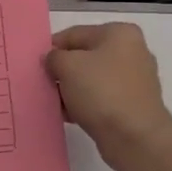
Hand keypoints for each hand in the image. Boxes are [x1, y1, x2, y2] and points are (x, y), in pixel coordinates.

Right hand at [44, 23, 171, 170]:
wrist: (134, 137)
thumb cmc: (101, 92)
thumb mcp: (67, 66)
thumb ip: (54, 57)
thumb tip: (53, 59)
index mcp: (119, 33)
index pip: (75, 34)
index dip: (53, 48)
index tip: (37, 64)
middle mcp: (131, 52)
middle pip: (84, 57)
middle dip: (63, 70)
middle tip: (43, 83)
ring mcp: (134, 80)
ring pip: (92, 79)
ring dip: (71, 89)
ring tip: (53, 102)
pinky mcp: (133, 104)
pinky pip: (101, 98)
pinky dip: (84, 104)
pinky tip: (67, 115)